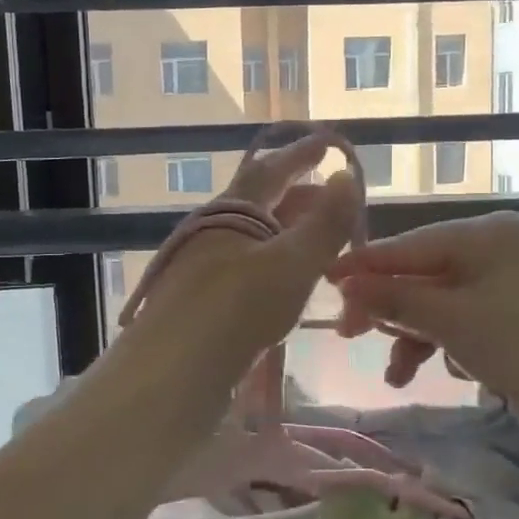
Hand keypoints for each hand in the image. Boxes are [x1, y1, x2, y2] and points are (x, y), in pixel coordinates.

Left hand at [117, 130, 362, 399]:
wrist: (172, 373)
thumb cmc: (237, 308)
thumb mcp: (292, 263)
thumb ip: (324, 223)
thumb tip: (346, 177)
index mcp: (231, 211)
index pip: (270, 170)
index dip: (301, 155)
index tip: (327, 144)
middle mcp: (212, 231)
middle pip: (259, 202)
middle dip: (297, 196)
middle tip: (333, 199)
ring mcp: (202, 266)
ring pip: (252, 236)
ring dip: (286, 232)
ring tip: (318, 241)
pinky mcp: (200, 301)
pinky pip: (245, 267)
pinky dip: (273, 263)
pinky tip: (286, 283)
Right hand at [328, 212, 518, 424]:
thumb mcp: (450, 320)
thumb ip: (393, 297)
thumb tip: (343, 283)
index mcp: (484, 233)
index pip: (409, 245)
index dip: (364, 266)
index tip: (323, 279)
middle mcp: (494, 246)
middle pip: (421, 273)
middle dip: (389, 308)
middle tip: (350, 335)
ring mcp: (505, 278)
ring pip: (439, 300)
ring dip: (414, 335)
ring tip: (397, 374)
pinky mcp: (511, 310)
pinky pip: (462, 317)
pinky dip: (445, 342)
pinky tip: (444, 371)